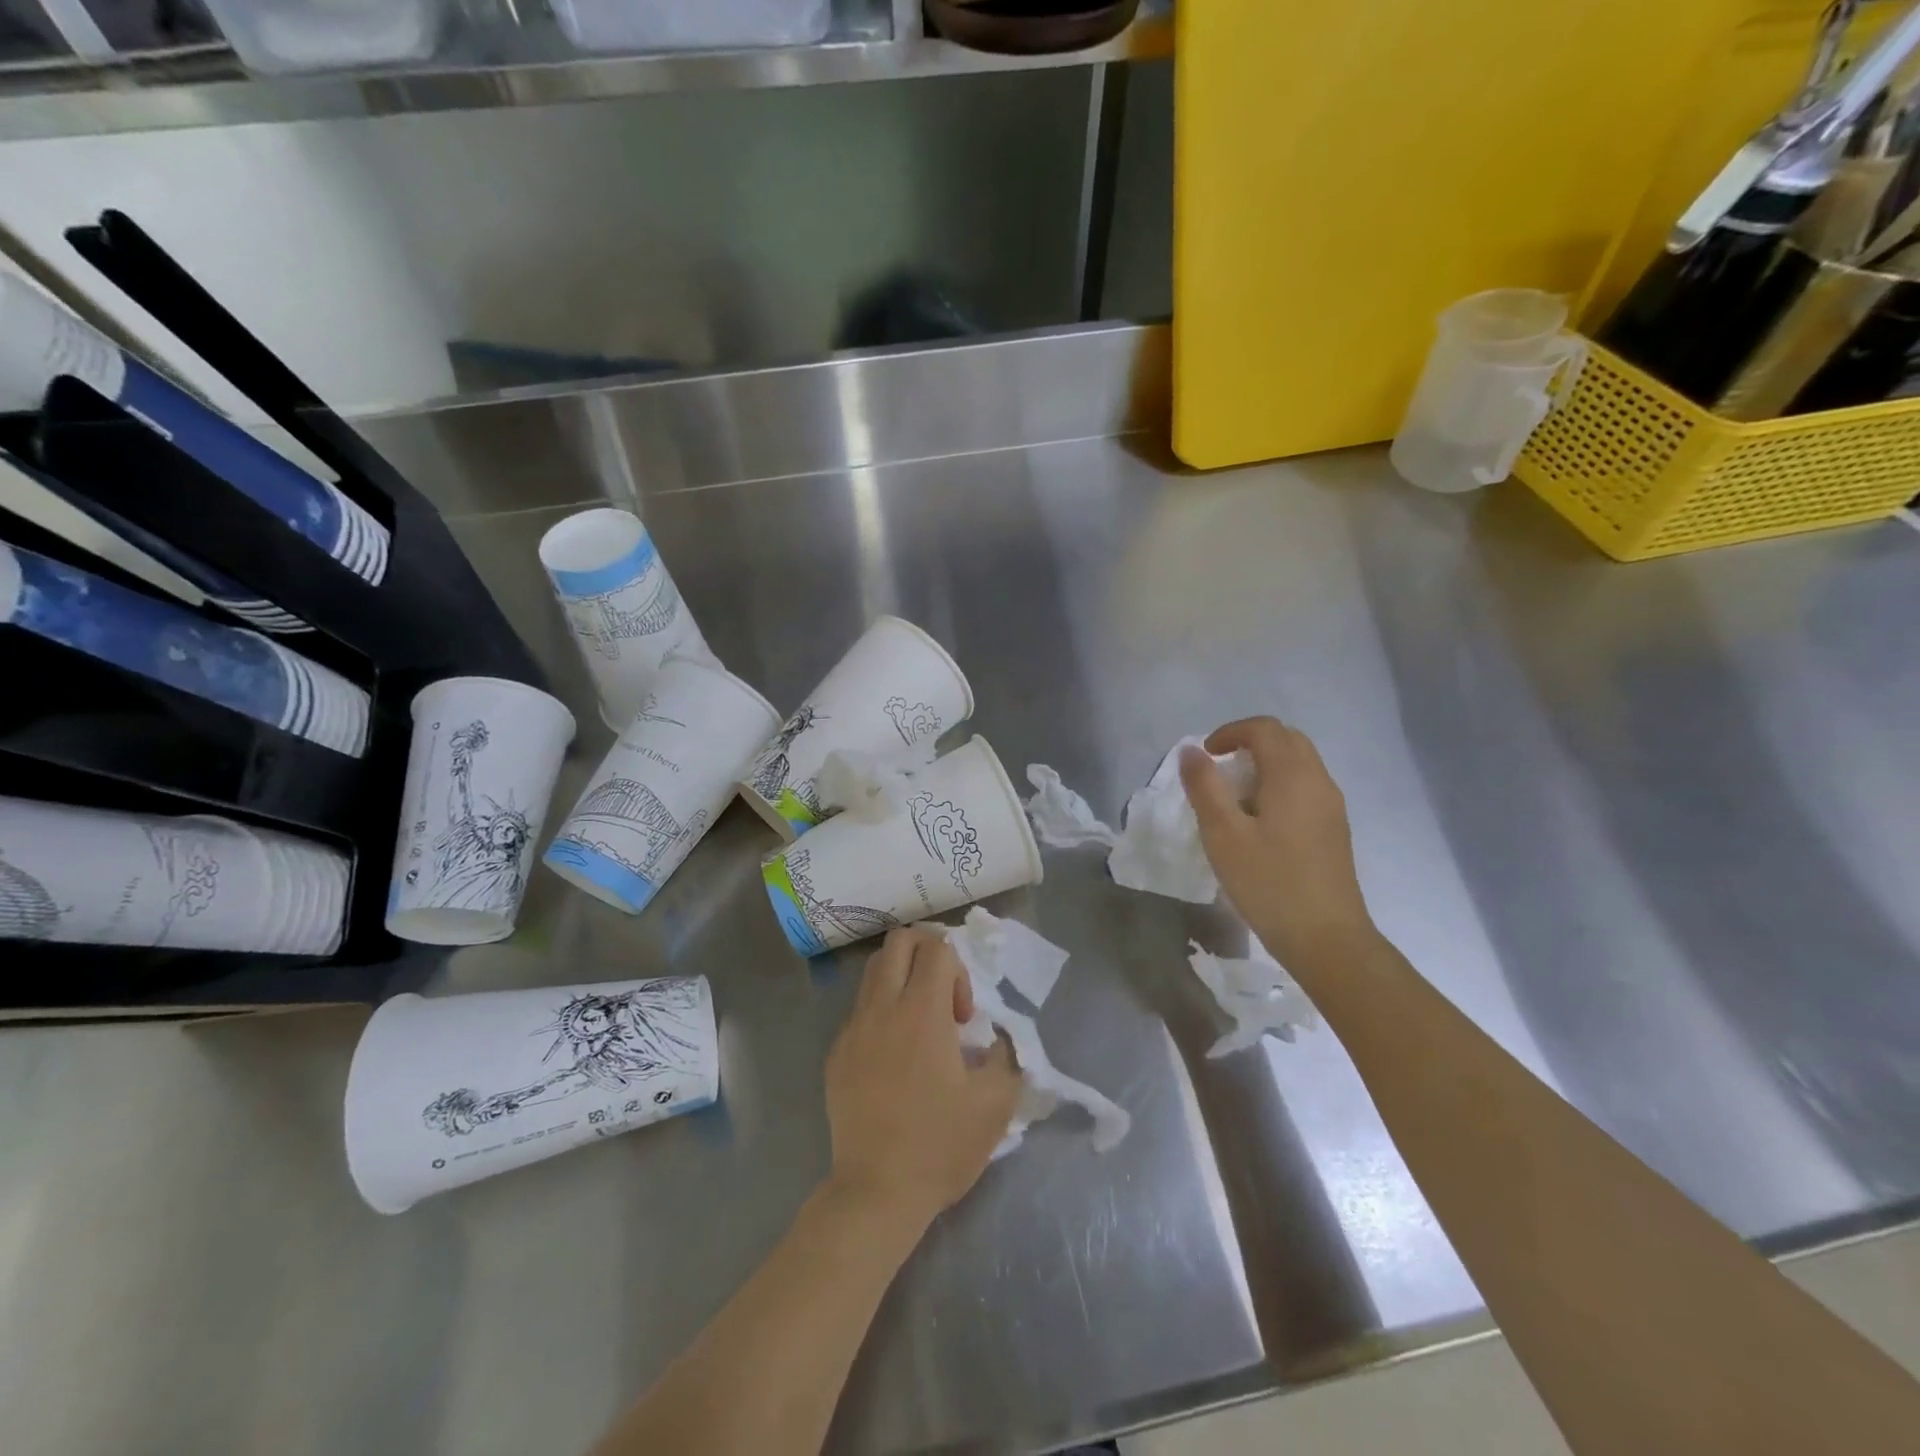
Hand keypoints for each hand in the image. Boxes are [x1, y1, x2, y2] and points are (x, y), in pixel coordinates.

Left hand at [824, 928, 1022, 1231]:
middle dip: (927, 954)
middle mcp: (882, 1008)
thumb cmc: (940, 1145)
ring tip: (920, 1024)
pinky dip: (881, 1012)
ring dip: (902, 979)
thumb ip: (1006, 1056)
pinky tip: (894, 1057)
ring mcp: (853, 1029)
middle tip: (942, 999)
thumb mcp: (995, 1103)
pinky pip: (860, 1009)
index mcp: (922, 1012)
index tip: (963, 1019)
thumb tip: (997, 1038)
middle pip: (899, 941)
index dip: (959, 971)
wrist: (876, 1192)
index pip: (937, 948)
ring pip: (874, 970)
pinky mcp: (836, 1053)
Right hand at [1180, 717, 1376, 973]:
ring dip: (1264, 766)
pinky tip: (1258, 823)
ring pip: (1298, 764)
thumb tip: (1191, 751)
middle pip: (1286, 740)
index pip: (1264, 728)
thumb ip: (1204, 786)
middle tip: (1218, 770)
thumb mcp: (1223, 834)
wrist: (1327, 938)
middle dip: (1249, 744)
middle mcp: (1319, 781)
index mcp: (1293, 776)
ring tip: (1234, 798)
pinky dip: (1278, 787)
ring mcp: (1332, 806)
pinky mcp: (1334, 829)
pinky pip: (1305, 788)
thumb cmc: (1269, 883)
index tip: (1204, 757)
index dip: (1230, 732)